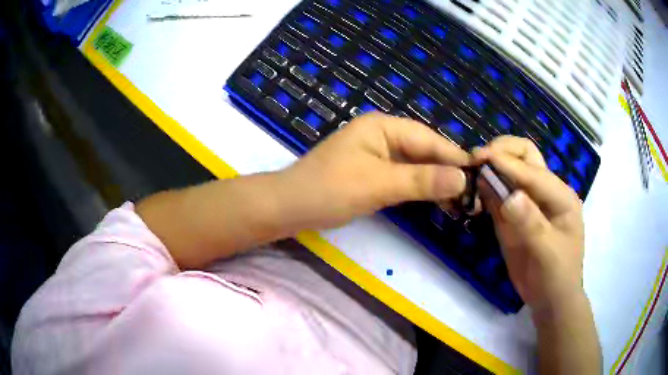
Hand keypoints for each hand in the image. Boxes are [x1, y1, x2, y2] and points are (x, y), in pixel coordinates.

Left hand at [275, 112, 470, 230]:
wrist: (290, 207)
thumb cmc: (329, 190)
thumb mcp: (379, 184)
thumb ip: (421, 180)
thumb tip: (463, 179)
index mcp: (382, 126)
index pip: (427, 139)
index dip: (454, 157)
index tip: (480, 173)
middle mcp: (382, 135)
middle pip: (423, 151)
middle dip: (447, 171)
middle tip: (474, 193)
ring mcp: (377, 154)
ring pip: (416, 165)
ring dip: (436, 181)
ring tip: (462, 200)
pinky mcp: (373, 173)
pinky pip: (403, 177)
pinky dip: (419, 188)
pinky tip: (437, 200)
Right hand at [472, 136, 584, 312]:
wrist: (550, 300)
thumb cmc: (557, 276)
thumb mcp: (548, 253)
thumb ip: (531, 224)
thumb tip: (509, 196)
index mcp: (560, 196)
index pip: (533, 171)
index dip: (508, 163)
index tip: (480, 159)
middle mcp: (545, 192)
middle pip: (525, 157)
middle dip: (502, 152)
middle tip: (477, 160)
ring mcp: (528, 202)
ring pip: (509, 172)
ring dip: (490, 168)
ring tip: (471, 171)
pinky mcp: (513, 215)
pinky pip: (498, 195)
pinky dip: (485, 189)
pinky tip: (473, 192)